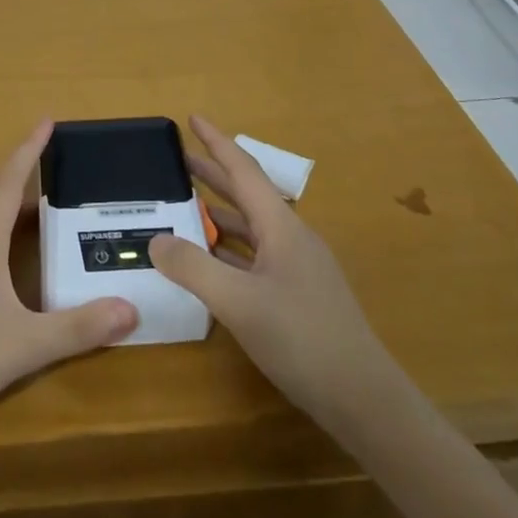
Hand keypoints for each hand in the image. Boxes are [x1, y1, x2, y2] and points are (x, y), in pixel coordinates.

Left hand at [0, 121, 137, 446]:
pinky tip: (0, 271)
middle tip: (59, 179)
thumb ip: (78, 328)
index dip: (29, 150)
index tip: (47, 120)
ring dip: (7, 214)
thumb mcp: (23, 346)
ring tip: (38, 220)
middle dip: (25, 183)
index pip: (9, 182)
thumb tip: (132, 309)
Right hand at [149, 117, 397, 448]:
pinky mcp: (296, 294)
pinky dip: (227, 248)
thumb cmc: (302, 339)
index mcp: (281, 227)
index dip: (216, 143)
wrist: (362, 398)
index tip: (192, 119)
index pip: (243, 170)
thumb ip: (193, 268)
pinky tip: (207, 258)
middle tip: (177, 160)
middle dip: (212, 174)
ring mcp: (296, 267)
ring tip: (183, 204)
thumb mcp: (239, 302)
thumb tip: (155, 239)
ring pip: (250, 227)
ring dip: (218, 212)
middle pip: (246, 195)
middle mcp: (290, 238)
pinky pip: (253, 256)